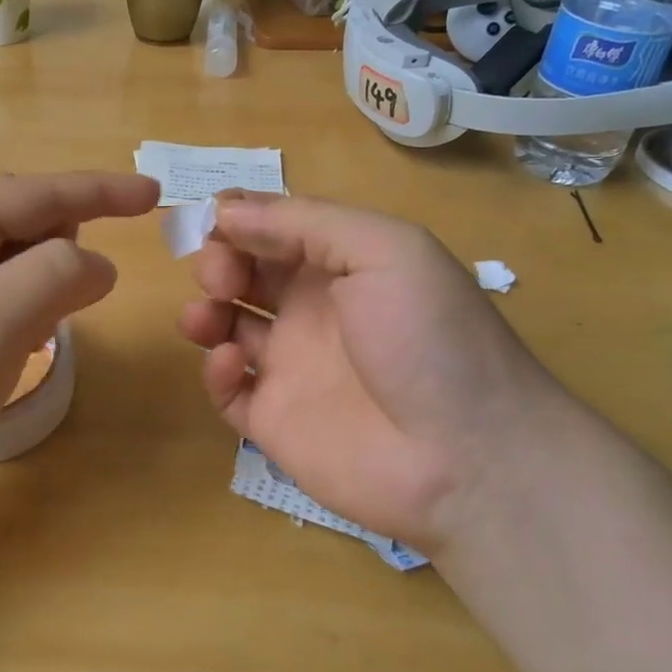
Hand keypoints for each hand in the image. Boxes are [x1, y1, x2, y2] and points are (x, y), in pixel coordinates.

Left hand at [0, 172, 158, 530]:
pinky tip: (25, 348)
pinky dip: (24, 317)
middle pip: (20, 224)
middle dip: (64, 243)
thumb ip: (57, 275)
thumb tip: (98, 266)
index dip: (99, 190)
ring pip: (11, 269)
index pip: (36, 193)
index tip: (152, 193)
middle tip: (88, 285)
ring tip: (54, 321)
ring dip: (44, 286)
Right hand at [178, 193, 582, 552]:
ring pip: (226, 327)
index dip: (241, 218)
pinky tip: (230, 361)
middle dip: (219, 261)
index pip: (277, 229)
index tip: (212, 217)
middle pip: (245, 273)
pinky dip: (214, 370)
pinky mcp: (272, 420)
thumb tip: (226, 212)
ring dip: (205, 309)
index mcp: (342, 267)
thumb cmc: (429, 338)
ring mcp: (290, 367)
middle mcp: (312, 311)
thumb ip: (305, 222)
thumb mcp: (386, 251)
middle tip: (221, 275)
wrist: (466, 459)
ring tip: (209, 314)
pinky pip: (227, 389)